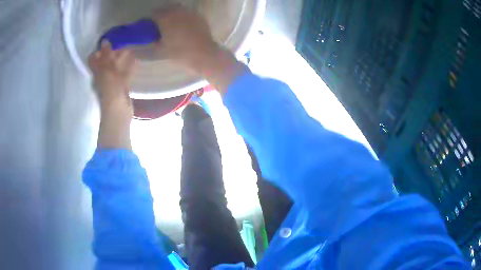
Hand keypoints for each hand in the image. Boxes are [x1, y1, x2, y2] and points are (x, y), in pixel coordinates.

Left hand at [88, 41, 136, 114]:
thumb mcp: (107, 68)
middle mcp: (102, 76)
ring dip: (121, 59)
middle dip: (112, 53)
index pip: (93, 59)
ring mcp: (111, 82)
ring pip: (115, 68)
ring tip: (129, 49)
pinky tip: (135, 61)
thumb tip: (104, 40)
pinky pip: (123, 74)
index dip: (98, 50)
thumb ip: (106, 54)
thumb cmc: (111, 87)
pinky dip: (128, 68)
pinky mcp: (120, 87)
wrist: (118, 109)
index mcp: (97, 71)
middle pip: (105, 62)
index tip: (107, 42)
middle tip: (121, 43)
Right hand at [152, 6, 247, 94]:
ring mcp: (190, 13)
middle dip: (162, 15)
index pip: (154, 13)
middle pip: (166, 9)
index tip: (150, 27)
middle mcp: (178, 12)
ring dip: (172, 14)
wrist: (204, 54)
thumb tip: (148, 38)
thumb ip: (152, 42)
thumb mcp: (160, 50)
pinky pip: (187, 13)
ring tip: (172, 26)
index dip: (151, 20)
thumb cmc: (180, 53)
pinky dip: (183, 17)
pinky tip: (184, 27)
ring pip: (177, 9)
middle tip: (160, 26)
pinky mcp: (199, 16)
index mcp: (166, 18)